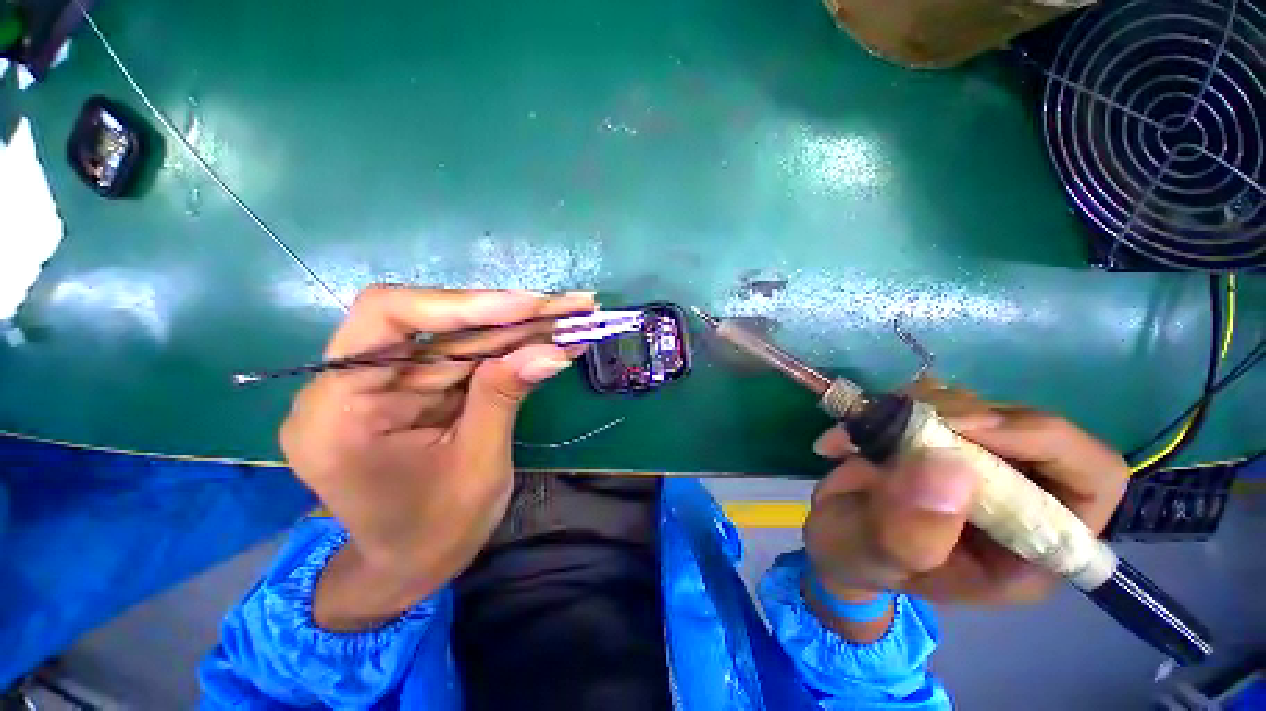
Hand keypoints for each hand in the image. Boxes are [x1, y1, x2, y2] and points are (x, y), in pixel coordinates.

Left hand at [280, 286, 595, 628]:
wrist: (412, 566)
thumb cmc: (433, 533)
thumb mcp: (476, 467)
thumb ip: (504, 398)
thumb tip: (552, 350)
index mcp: (338, 412)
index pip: (387, 319)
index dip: (462, 304)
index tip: (528, 304)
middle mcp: (354, 384)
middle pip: (437, 325)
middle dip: (510, 315)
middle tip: (568, 305)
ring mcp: (389, 383)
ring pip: (460, 337)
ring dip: (520, 328)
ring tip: (571, 316)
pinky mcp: (419, 387)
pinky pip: (468, 357)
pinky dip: (513, 348)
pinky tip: (551, 338)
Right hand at [804, 379, 1129, 607]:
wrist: (835, 539)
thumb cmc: (860, 562)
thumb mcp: (876, 559)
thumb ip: (910, 530)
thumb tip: (950, 466)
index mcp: (1030, 546)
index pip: (1092, 478)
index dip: (1043, 441)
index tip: (965, 429)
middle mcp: (1020, 496)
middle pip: (1030, 427)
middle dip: (961, 417)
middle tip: (898, 422)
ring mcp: (981, 461)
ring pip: (977, 405)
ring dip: (916, 409)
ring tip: (860, 436)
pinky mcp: (942, 437)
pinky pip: (934, 398)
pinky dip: (891, 404)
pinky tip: (857, 427)